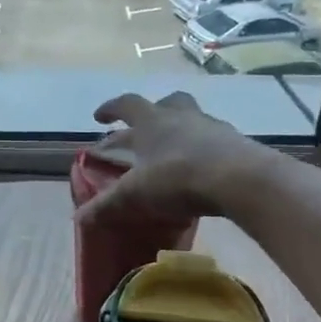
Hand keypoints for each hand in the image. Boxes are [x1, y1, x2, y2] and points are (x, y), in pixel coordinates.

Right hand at [78, 91, 286, 230]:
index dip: (110, 109)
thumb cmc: (179, 177)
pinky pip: (216, 141)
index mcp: (152, 121)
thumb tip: (77, 218)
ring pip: (193, 119)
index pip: (126, 105)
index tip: (99, 117)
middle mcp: (182, 117)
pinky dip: (204, 150)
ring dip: (181, 130)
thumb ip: (107, 205)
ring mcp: (213, 128)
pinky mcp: (237, 145)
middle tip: (143, 128)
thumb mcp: (136, 194)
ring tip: (174, 151)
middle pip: (166, 102)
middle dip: (152, 112)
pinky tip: (203, 171)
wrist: (242, 180)